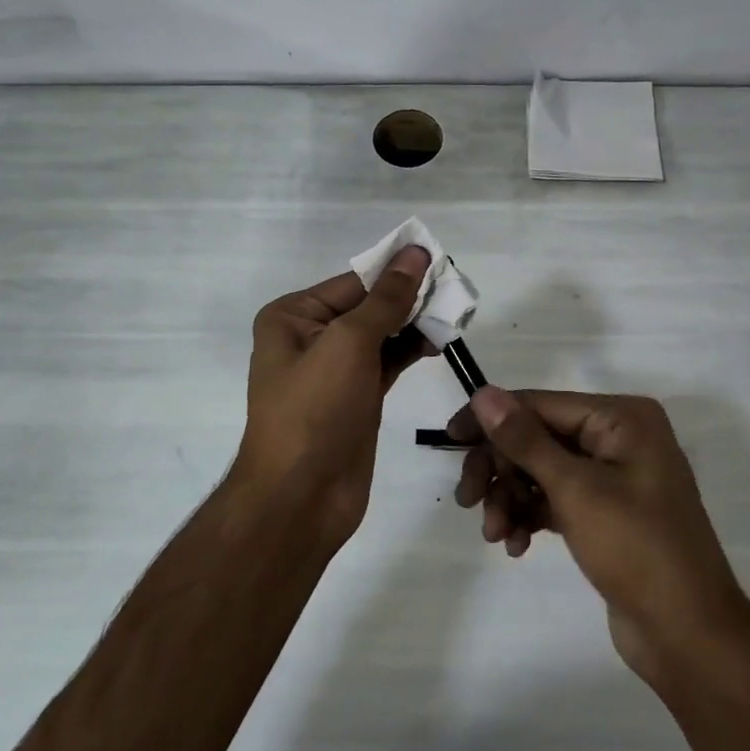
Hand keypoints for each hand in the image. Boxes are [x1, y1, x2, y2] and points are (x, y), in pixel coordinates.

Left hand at [233, 246, 434, 545]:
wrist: (301, 497)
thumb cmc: (315, 410)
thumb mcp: (349, 343)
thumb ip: (386, 299)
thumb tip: (414, 253)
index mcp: (293, 316)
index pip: (354, 282)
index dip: (396, 272)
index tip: (441, 262)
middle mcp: (310, 337)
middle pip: (368, 306)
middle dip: (409, 299)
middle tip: (455, 292)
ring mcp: (334, 370)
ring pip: (381, 335)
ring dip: (414, 325)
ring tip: (453, 316)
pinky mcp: (357, 398)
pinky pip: (387, 362)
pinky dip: (411, 350)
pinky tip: (438, 342)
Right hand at [448, 387, 749, 686]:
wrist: (688, 636)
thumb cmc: (637, 549)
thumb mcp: (575, 490)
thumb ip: (525, 440)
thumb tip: (482, 393)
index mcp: (621, 418)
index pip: (540, 404)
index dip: (491, 420)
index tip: (450, 440)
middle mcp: (618, 438)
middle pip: (537, 437)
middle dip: (501, 469)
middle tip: (468, 502)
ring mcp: (613, 476)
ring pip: (541, 471)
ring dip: (511, 498)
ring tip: (495, 535)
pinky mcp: (605, 512)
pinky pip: (555, 499)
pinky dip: (530, 516)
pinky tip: (515, 545)